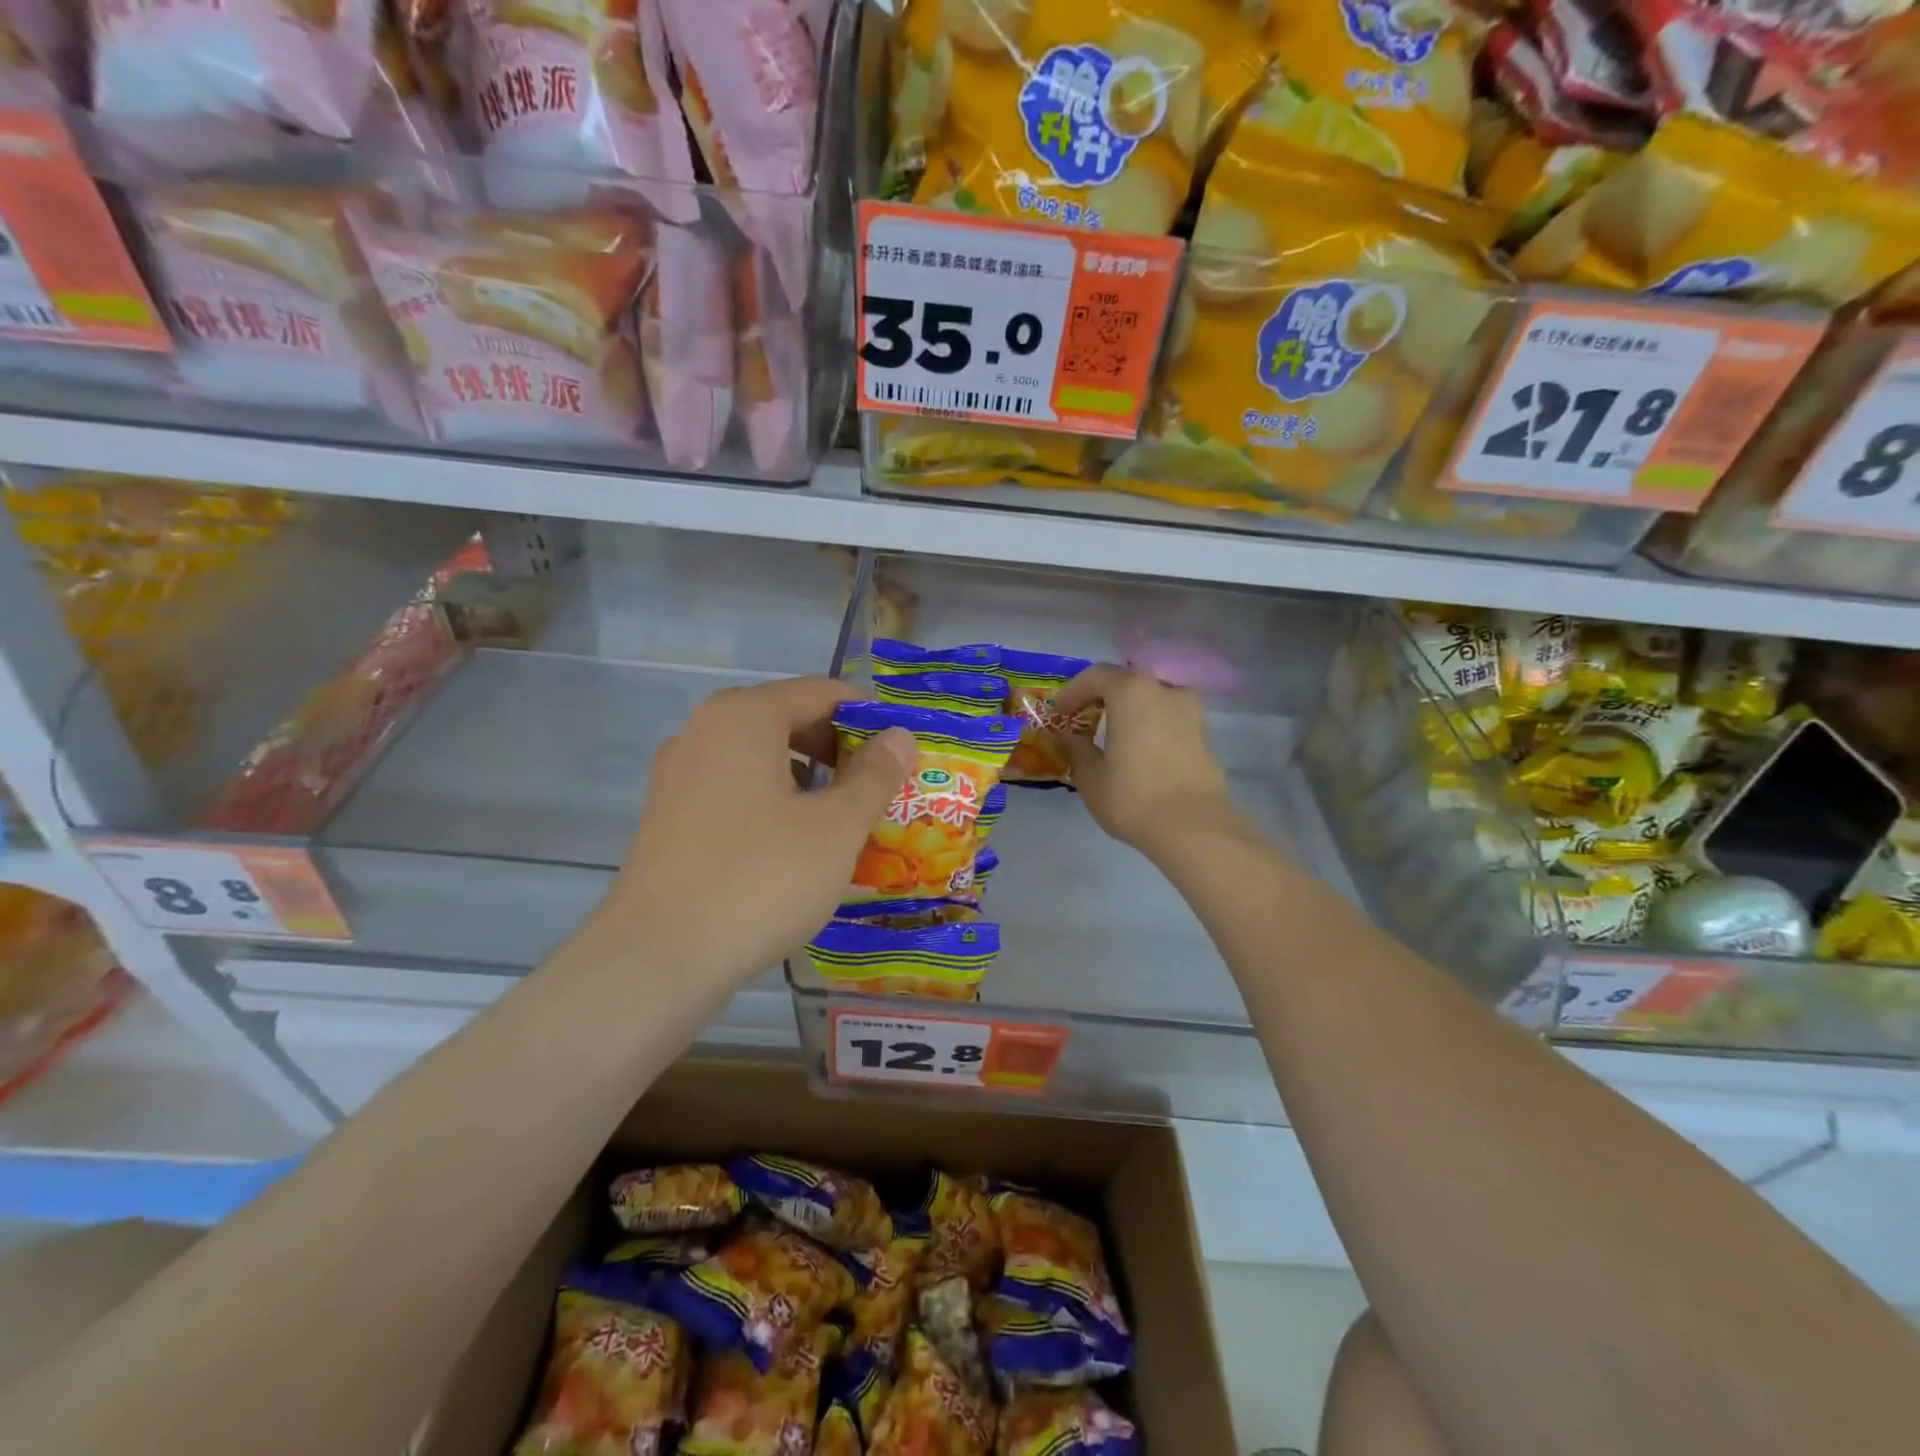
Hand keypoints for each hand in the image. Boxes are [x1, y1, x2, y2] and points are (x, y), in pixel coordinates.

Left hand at [601, 678, 915, 987]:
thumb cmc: (761, 878)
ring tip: (845, 820)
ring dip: (810, 780)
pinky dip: (774, 802)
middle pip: (789, 720)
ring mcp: (679, 775)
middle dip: (841, 750)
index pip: (822, 692)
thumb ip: (875, 774)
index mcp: (743, 716)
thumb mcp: (836, 826)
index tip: (903, 753)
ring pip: (762, 759)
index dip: (870, 717)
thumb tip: (900, 737)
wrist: (659, 958)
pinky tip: (797, 846)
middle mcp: (703, 732)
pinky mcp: (669, 817)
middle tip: (880, 789)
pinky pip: (736, 791)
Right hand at [1057, 664, 1250, 861]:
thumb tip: (1068, 736)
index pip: (1096, 676)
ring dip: (1130, 712)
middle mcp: (1165, 690)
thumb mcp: (1090, 776)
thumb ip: (1075, 748)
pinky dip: (1150, 727)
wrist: (1194, 828)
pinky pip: (1169, 720)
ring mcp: (1191, 712)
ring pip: (1152, 700)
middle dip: (1102, 698)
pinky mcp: (1205, 736)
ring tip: (1113, 738)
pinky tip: (1139, 753)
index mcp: (1132, 691)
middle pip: (1127, 683)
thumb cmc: (1133, 796)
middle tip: (1084, 721)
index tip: (1059, 713)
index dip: (1073, 692)